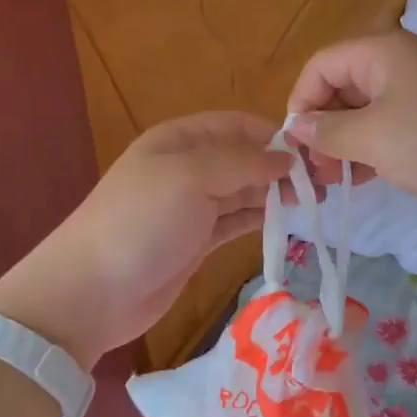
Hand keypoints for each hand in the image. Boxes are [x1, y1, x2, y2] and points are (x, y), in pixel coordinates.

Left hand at [0, 112, 291, 370]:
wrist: (91, 291)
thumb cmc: (141, 221)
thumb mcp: (191, 177)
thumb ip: (241, 163)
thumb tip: (286, 158)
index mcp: (180, 139)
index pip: (237, 125)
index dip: (273, 136)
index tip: (313, 154)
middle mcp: (187, 167)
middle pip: (243, 158)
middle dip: (280, 167)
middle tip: (325, 183)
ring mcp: (191, 207)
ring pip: (243, 191)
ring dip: (276, 194)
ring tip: (316, 203)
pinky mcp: (196, 241)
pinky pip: (236, 221)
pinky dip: (260, 218)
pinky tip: (288, 221)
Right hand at [286, 32, 416, 217]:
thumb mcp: (375, 138)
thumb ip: (330, 132)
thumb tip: (299, 127)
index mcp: (381, 53)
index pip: (321, 66)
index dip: (301, 102)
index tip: (297, 146)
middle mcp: (401, 64)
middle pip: (344, 87)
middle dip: (324, 127)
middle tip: (316, 172)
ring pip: (370, 111)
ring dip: (348, 143)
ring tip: (335, 182)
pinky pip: (396, 127)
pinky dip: (376, 149)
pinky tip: (368, 178)